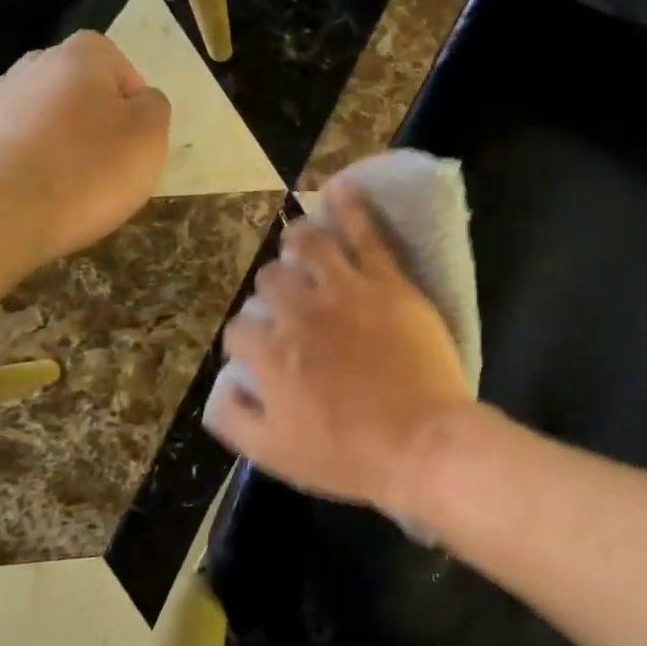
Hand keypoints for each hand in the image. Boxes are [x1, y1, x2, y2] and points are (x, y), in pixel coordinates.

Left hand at [0, 32, 170, 259]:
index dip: (133, 100)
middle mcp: (33, 66)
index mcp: (79, 56)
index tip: (138, 138)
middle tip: (113, 162)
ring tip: (78, 185)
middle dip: (98, 119)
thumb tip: (140, 101)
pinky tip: (45, 195)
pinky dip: (38, 164)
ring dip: (66, 143)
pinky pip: (22, 145)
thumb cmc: (89, 169)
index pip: (118, 63)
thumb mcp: (149, 137)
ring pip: (49, 118)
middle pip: (80, 89)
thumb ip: (154, 107)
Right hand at [204, 176, 473, 512]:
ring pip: (308, 244)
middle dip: (273, 290)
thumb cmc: (349, 456)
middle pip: (270, 280)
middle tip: (291, 304)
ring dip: (298, 241)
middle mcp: (299, 313)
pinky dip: (350, 206)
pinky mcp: (386, 281)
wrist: (422, 445)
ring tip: (302, 244)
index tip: (264, 349)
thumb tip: (224, 383)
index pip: (240, 329)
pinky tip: (342, 189)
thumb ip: (235, 416)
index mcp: (270, 354)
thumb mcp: (274, 454)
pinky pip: (364, 232)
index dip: (248, 337)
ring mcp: (344, 291)